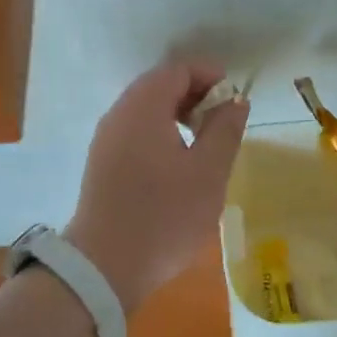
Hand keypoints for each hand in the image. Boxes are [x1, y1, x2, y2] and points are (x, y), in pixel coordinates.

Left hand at [66, 61, 248, 313]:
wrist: (103, 267)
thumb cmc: (164, 215)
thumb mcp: (208, 173)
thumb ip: (224, 130)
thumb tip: (234, 102)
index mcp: (143, 106)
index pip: (178, 70)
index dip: (209, 76)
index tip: (233, 98)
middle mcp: (119, 113)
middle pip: (159, 85)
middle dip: (195, 94)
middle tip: (222, 120)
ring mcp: (106, 138)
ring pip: (146, 108)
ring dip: (178, 114)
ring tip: (204, 141)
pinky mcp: (102, 162)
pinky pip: (135, 129)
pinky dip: (160, 131)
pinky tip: (177, 162)